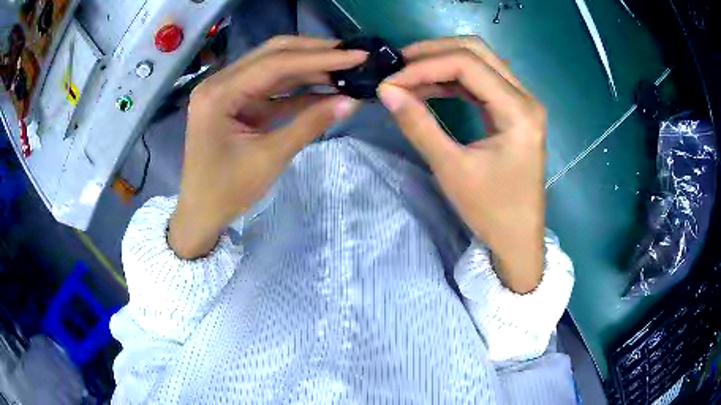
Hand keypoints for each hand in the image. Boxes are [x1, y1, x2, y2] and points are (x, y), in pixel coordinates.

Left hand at [169, 36, 364, 258]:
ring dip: (308, 68)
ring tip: (344, 68)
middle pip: (272, 54)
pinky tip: (325, 87)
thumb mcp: (270, 158)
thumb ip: (310, 124)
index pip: (275, 63)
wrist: (201, 213)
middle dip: (314, 53)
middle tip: (352, 55)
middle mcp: (220, 82)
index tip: (358, 55)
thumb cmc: (227, 191)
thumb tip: (351, 101)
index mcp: (219, 93)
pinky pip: (270, 87)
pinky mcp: (236, 102)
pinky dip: (297, 87)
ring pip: (273, 67)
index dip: (320, 58)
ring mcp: (227, 91)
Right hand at [378, 37, 545, 292]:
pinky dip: (453, 80)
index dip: (424, 66)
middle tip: (398, 66)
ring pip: (480, 62)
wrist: (518, 239)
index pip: (467, 64)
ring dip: (442, 63)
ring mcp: (522, 103)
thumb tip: (386, 91)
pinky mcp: (514, 112)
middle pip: (477, 51)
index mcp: (518, 110)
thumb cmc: (491, 212)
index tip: (390, 82)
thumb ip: (419, 125)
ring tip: (408, 76)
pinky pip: (482, 82)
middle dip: (434, 52)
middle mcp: (525, 97)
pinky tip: (430, 88)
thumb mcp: (452, 169)